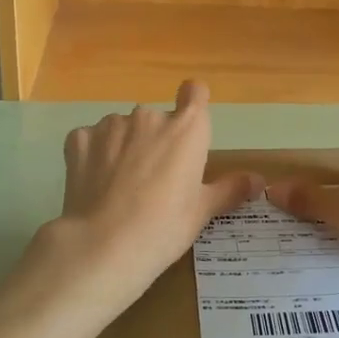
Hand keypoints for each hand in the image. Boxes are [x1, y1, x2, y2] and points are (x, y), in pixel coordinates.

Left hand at [51, 81, 261, 314]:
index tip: (188, 125)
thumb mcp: (202, 211)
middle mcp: (150, 117)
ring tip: (119, 185)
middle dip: (155, 140)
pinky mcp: (79, 140)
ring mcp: (111, 125)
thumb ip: (230, 189)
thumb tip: (259, 180)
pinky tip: (93, 183)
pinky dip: (93, 155)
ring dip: (123, 146)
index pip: (195, 92)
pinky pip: (90, 139)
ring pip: (122, 128)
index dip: (193, 102)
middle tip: (152, 179)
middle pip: (157, 119)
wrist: (104, 245)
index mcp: (187, 129)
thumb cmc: (164, 227)